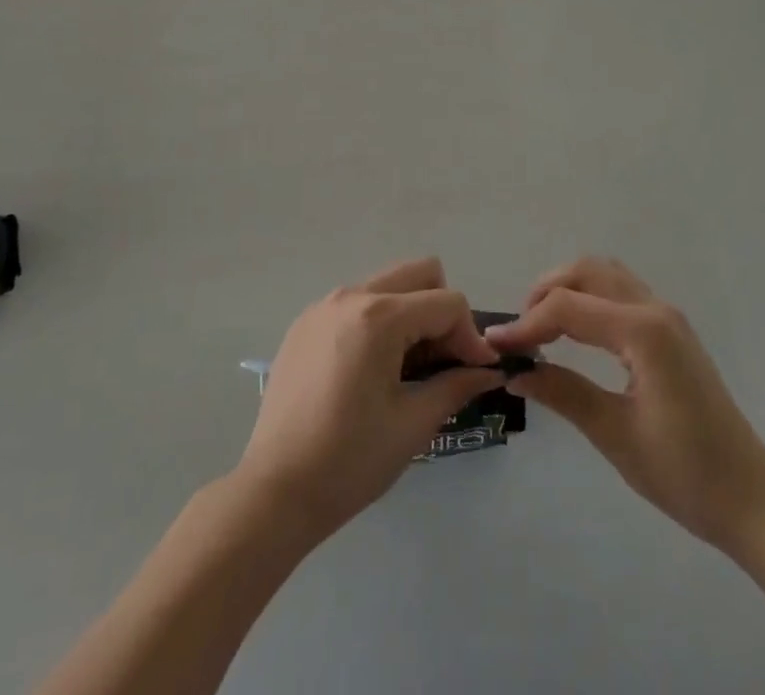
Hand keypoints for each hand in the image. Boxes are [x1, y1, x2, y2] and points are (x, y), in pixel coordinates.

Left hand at [235, 257, 504, 544]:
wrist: (275, 490)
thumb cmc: (350, 460)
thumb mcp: (413, 424)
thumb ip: (456, 386)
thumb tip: (489, 371)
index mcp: (379, 316)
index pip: (447, 303)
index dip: (470, 336)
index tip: (475, 374)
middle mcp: (351, 295)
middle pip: (419, 274)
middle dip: (441, 312)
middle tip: (441, 362)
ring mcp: (323, 306)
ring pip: (387, 285)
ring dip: (410, 315)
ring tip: (407, 369)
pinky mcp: (305, 323)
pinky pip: (357, 303)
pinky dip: (378, 323)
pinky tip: (370, 371)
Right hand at [486, 257, 764, 552]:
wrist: (753, 501)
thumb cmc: (685, 474)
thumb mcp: (616, 435)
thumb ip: (563, 393)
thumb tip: (515, 373)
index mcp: (643, 332)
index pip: (568, 308)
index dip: (526, 324)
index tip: (496, 347)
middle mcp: (655, 309)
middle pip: (586, 271)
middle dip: (545, 292)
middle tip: (521, 333)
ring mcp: (667, 316)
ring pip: (605, 274)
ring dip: (568, 288)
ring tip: (543, 327)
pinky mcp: (671, 330)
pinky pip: (621, 292)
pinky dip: (589, 298)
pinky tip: (576, 332)